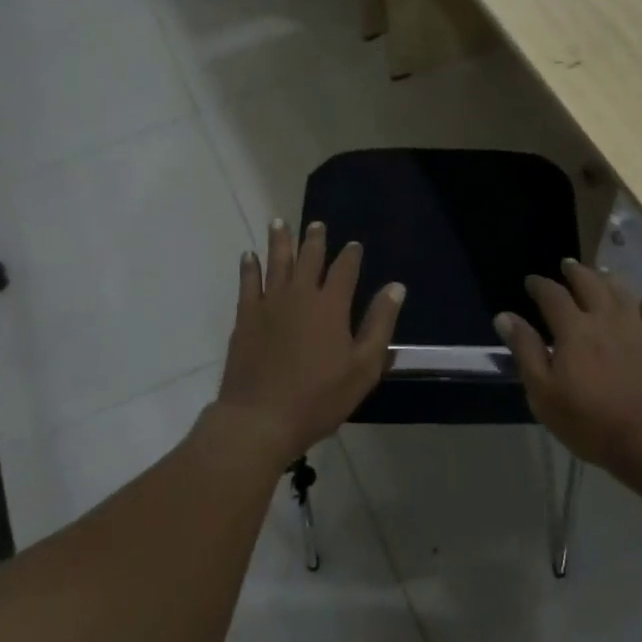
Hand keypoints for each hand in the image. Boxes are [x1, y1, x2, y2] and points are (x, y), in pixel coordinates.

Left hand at [206, 219, 405, 467]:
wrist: (260, 419)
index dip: (351, 255)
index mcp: (331, 306)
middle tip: (317, 224)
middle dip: (315, 240)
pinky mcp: (246, 317)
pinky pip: (247, 283)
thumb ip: (379, 324)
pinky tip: (249, 255)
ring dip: (280, 241)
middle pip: (309, 259)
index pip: (345, 270)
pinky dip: (249, 267)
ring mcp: (269, 304)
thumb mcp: (363, 367)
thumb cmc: (319, 397)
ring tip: (279, 222)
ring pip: (276, 263)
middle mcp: (300, 295)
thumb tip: (395, 287)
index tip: (354, 245)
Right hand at [496, 259, 641, 484]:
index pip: (552, 296)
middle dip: (575, 272)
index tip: (531, 280)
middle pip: (590, 283)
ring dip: (608, 278)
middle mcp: (605, 318)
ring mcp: (638, 327)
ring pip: (622, 291)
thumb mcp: (545, 394)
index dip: (540, 285)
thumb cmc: (593, 422)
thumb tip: (505, 316)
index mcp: (574, 330)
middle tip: (567, 264)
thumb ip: (526, 351)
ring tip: (601, 273)